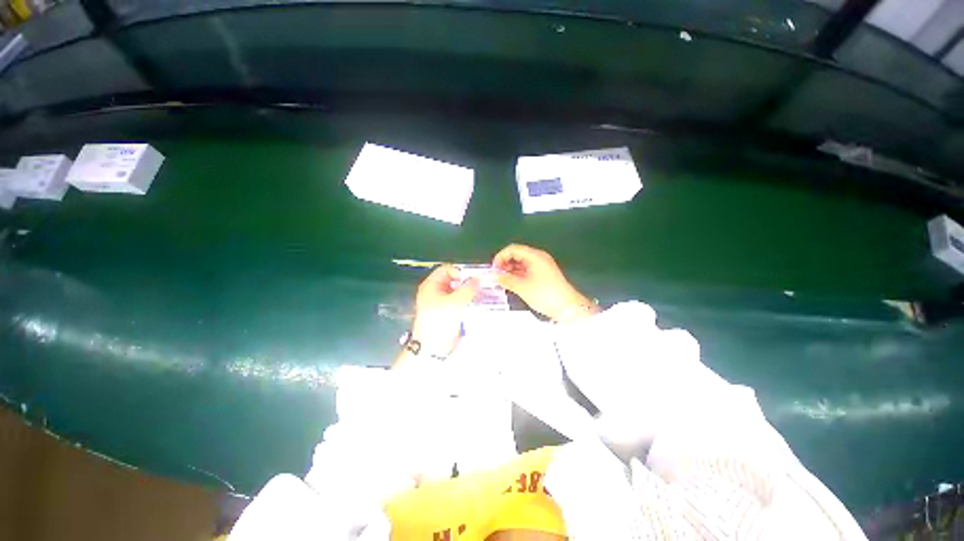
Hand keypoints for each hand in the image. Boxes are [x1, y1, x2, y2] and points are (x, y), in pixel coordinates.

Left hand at [409, 265, 478, 357]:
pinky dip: (466, 301)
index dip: (459, 272)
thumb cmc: (439, 322)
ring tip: (479, 296)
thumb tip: (479, 278)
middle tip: (479, 287)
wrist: (433, 348)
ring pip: (457, 291)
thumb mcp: (456, 302)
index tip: (472, 279)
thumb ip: (469, 288)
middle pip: (453, 280)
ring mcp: (441, 303)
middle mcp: (435, 292)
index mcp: (431, 285)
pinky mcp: (447, 312)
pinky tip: (475, 305)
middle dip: (466, 283)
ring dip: (468, 293)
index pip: (447, 269)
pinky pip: (459, 302)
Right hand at [492, 244, 596, 321]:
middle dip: (505, 263)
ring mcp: (542, 266)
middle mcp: (539, 258)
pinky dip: (518, 275)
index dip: (501, 257)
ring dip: (510, 270)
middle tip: (496, 276)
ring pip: (521, 263)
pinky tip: (512, 283)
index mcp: (535, 256)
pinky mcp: (543, 275)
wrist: (567, 307)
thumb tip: (492, 275)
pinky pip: (526, 270)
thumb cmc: (545, 294)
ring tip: (502, 281)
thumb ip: (505, 279)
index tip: (493, 269)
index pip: (513, 249)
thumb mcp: (522, 287)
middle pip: (517, 255)